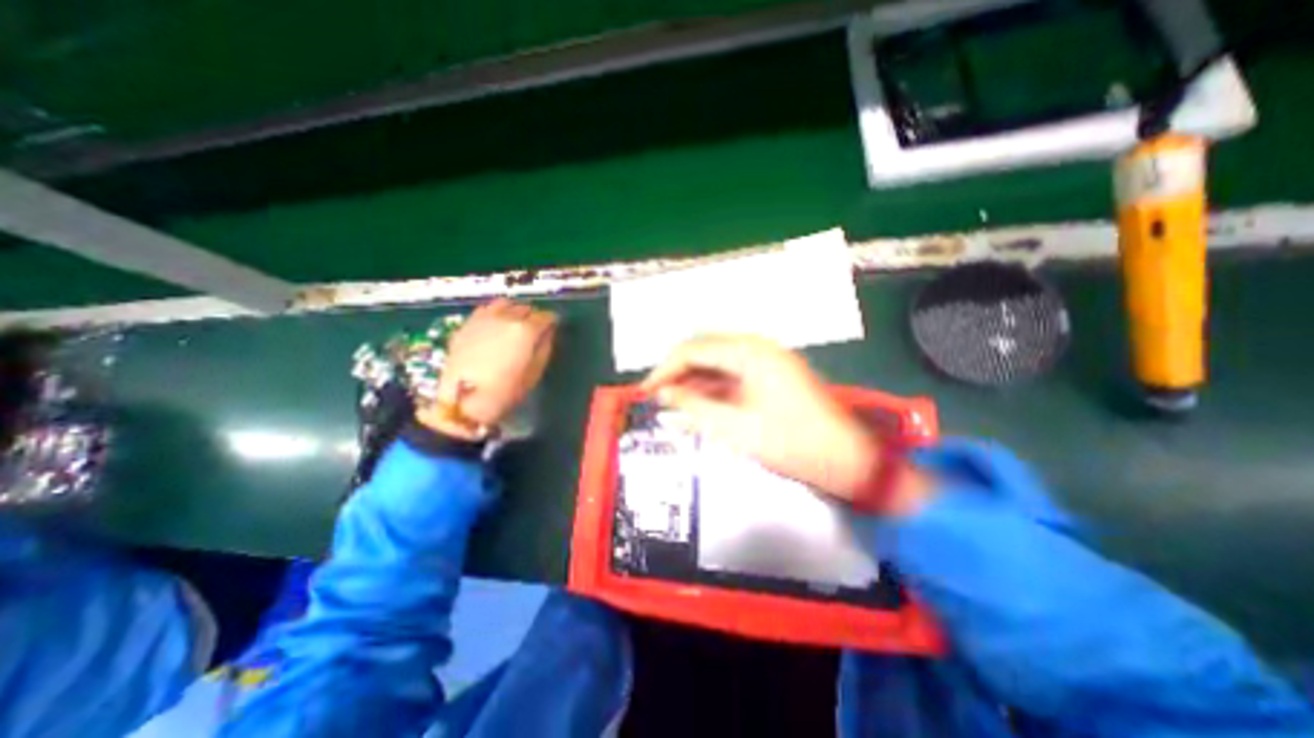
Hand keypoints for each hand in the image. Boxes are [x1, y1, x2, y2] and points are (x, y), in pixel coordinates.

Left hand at [418, 298, 555, 436]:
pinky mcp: (467, 324)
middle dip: (533, 316)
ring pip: (504, 304)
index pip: (545, 317)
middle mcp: (505, 317)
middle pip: (525, 308)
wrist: (463, 400)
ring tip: (515, 322)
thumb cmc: (505, 391)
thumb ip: (544, 348)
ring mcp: (483, 318)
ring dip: (514, 310)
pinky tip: (495, 325)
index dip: (552, 321)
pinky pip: (486, 310)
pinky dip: (495, 313)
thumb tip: (548, 333)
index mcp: (525, 330)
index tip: (553, 327)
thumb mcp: (534, 373)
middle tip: (536, 328)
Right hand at [643, 335, 875, 500]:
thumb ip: (694, 408)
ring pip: (717, 362)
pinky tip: (697, 404)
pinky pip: (732, 375)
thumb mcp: (735, 428)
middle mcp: (758, 348)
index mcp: (750, 352)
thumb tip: (663, 394)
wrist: (845, 460)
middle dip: (678, 372)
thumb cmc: (791, 444)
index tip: (646, 390)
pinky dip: (712, 388)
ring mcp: (766, 361)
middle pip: (705, 350)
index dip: (666, 368)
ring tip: (672, 403)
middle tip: (657, 396)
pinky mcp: (770, 376)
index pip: (695, 349)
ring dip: (694, 380)